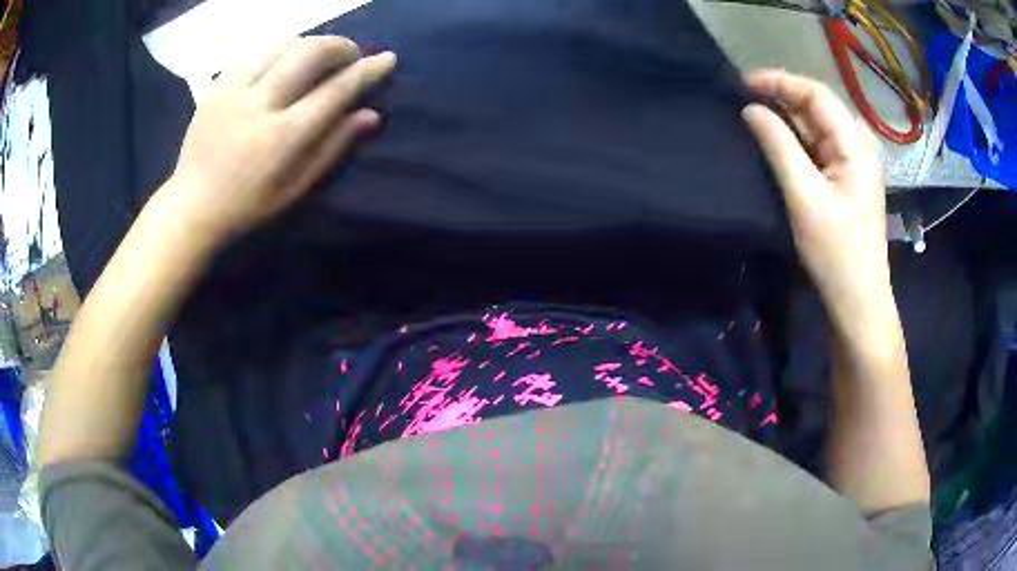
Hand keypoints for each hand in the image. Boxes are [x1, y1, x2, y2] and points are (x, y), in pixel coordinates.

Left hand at [164, 37, 396, 242]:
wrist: (192, 205)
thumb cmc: (248, 205)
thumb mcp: (296, 187)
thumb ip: (333, 146)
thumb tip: (371, 114)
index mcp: (282, 137)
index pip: (335, 91)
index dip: (366, 71)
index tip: (387, 59)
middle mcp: (258, 105)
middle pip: (310, 52)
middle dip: (340, 46)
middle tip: (350, 57)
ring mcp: (233, 90)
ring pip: (284, 43)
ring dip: (311, 44)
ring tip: (319, 58)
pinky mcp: (217, 84)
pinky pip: (257, 50)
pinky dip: (279, 49)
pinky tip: (284, 62)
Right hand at [742, 70, 890, 332]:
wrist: (857, 300)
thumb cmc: (836, 253)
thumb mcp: (804, 197)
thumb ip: (779, 147)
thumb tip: (750, 109)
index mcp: (855, 146)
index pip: (817, 94)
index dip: (781, 81)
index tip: (744, 83)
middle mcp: (857, 147)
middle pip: (818, 107)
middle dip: (782, 96)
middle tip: (744, 98)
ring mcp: (852, 165)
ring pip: (817, 127)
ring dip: (787, 118)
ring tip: (753, 115)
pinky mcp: (845, 181)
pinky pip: (818, 147)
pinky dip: (795, 140)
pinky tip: (775, 141)